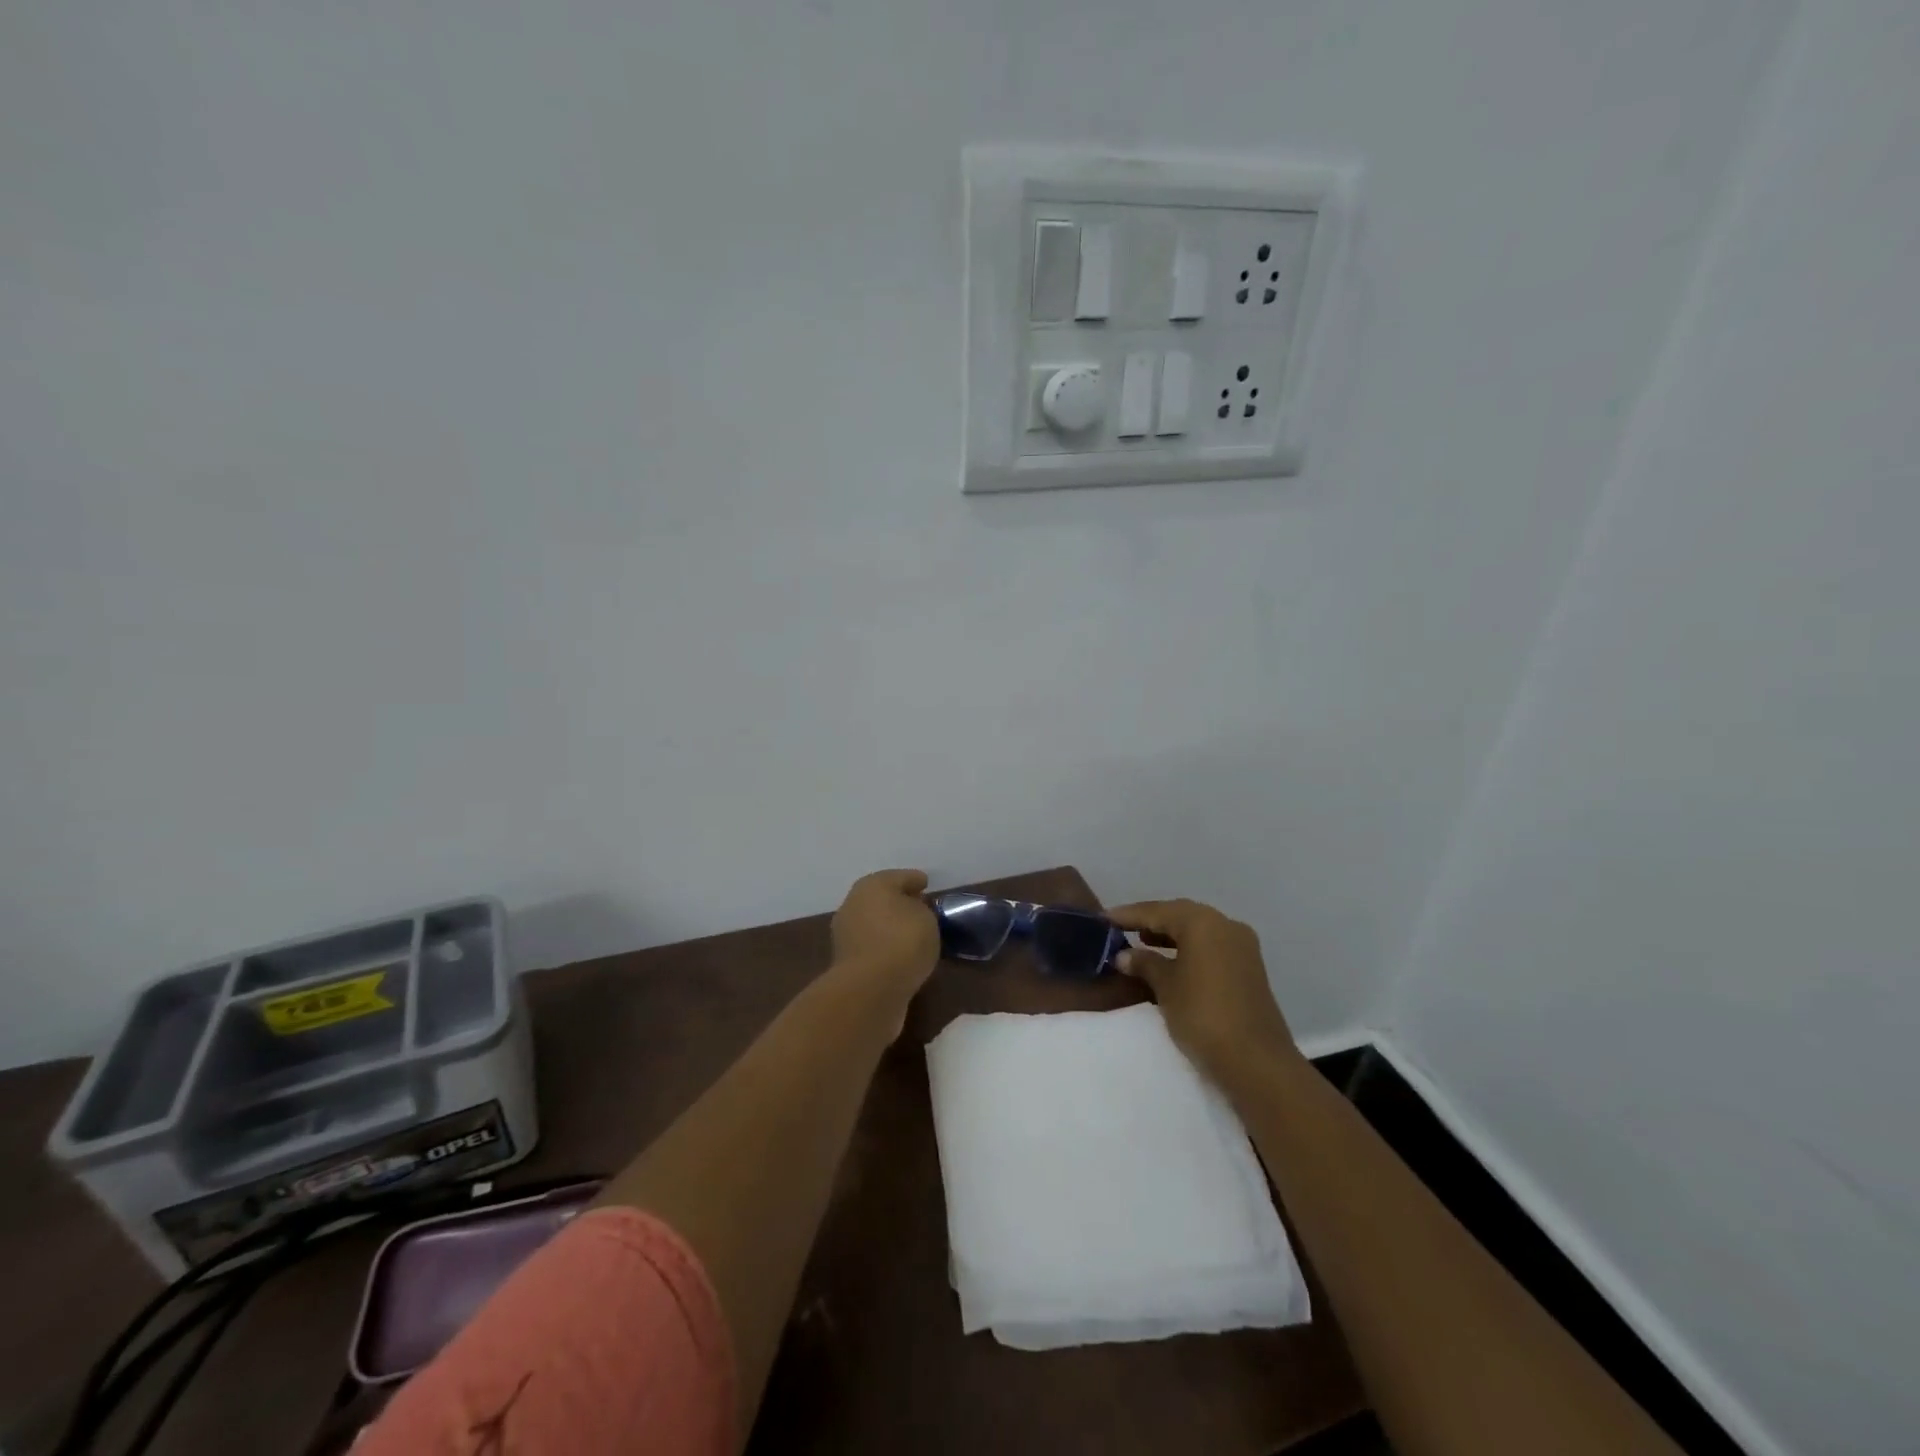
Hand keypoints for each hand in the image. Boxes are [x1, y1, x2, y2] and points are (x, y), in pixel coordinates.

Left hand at [830, 868, 940, 991]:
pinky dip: (884, 947)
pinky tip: (900, 955)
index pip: (899, 877)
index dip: (915, 880)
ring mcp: (845, 933)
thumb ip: (921, 910)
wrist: (870, 989)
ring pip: (874, 923)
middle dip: (899, 902)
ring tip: (913, 935)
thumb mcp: (926, 918)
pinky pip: (872, 946)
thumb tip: (913, 911)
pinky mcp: (845, 961)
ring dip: (890, 926)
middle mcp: (854, 903)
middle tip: (920, 909)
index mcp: (873, 885)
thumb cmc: (902, 941)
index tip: (926, 884)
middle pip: (881, 898)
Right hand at [1111, 898, 1296, 1079]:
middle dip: (1151, 921)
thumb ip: (1144, 964)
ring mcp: (1242, 947)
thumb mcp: (1165, 987)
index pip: (1157, 911)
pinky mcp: (1249, 969)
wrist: (1256, 1062)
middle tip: (1121, 929)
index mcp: (1203, 922)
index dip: (1128, 915)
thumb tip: (1124, 955)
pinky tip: (1171, 962)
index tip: (1103, 919)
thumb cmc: (1203, 1015)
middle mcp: (1226, 925)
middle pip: (1180, 916)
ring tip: (1143, 944)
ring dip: (1170, 936)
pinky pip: (1211, 948)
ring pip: (1198, 931)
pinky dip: (1189, 949)